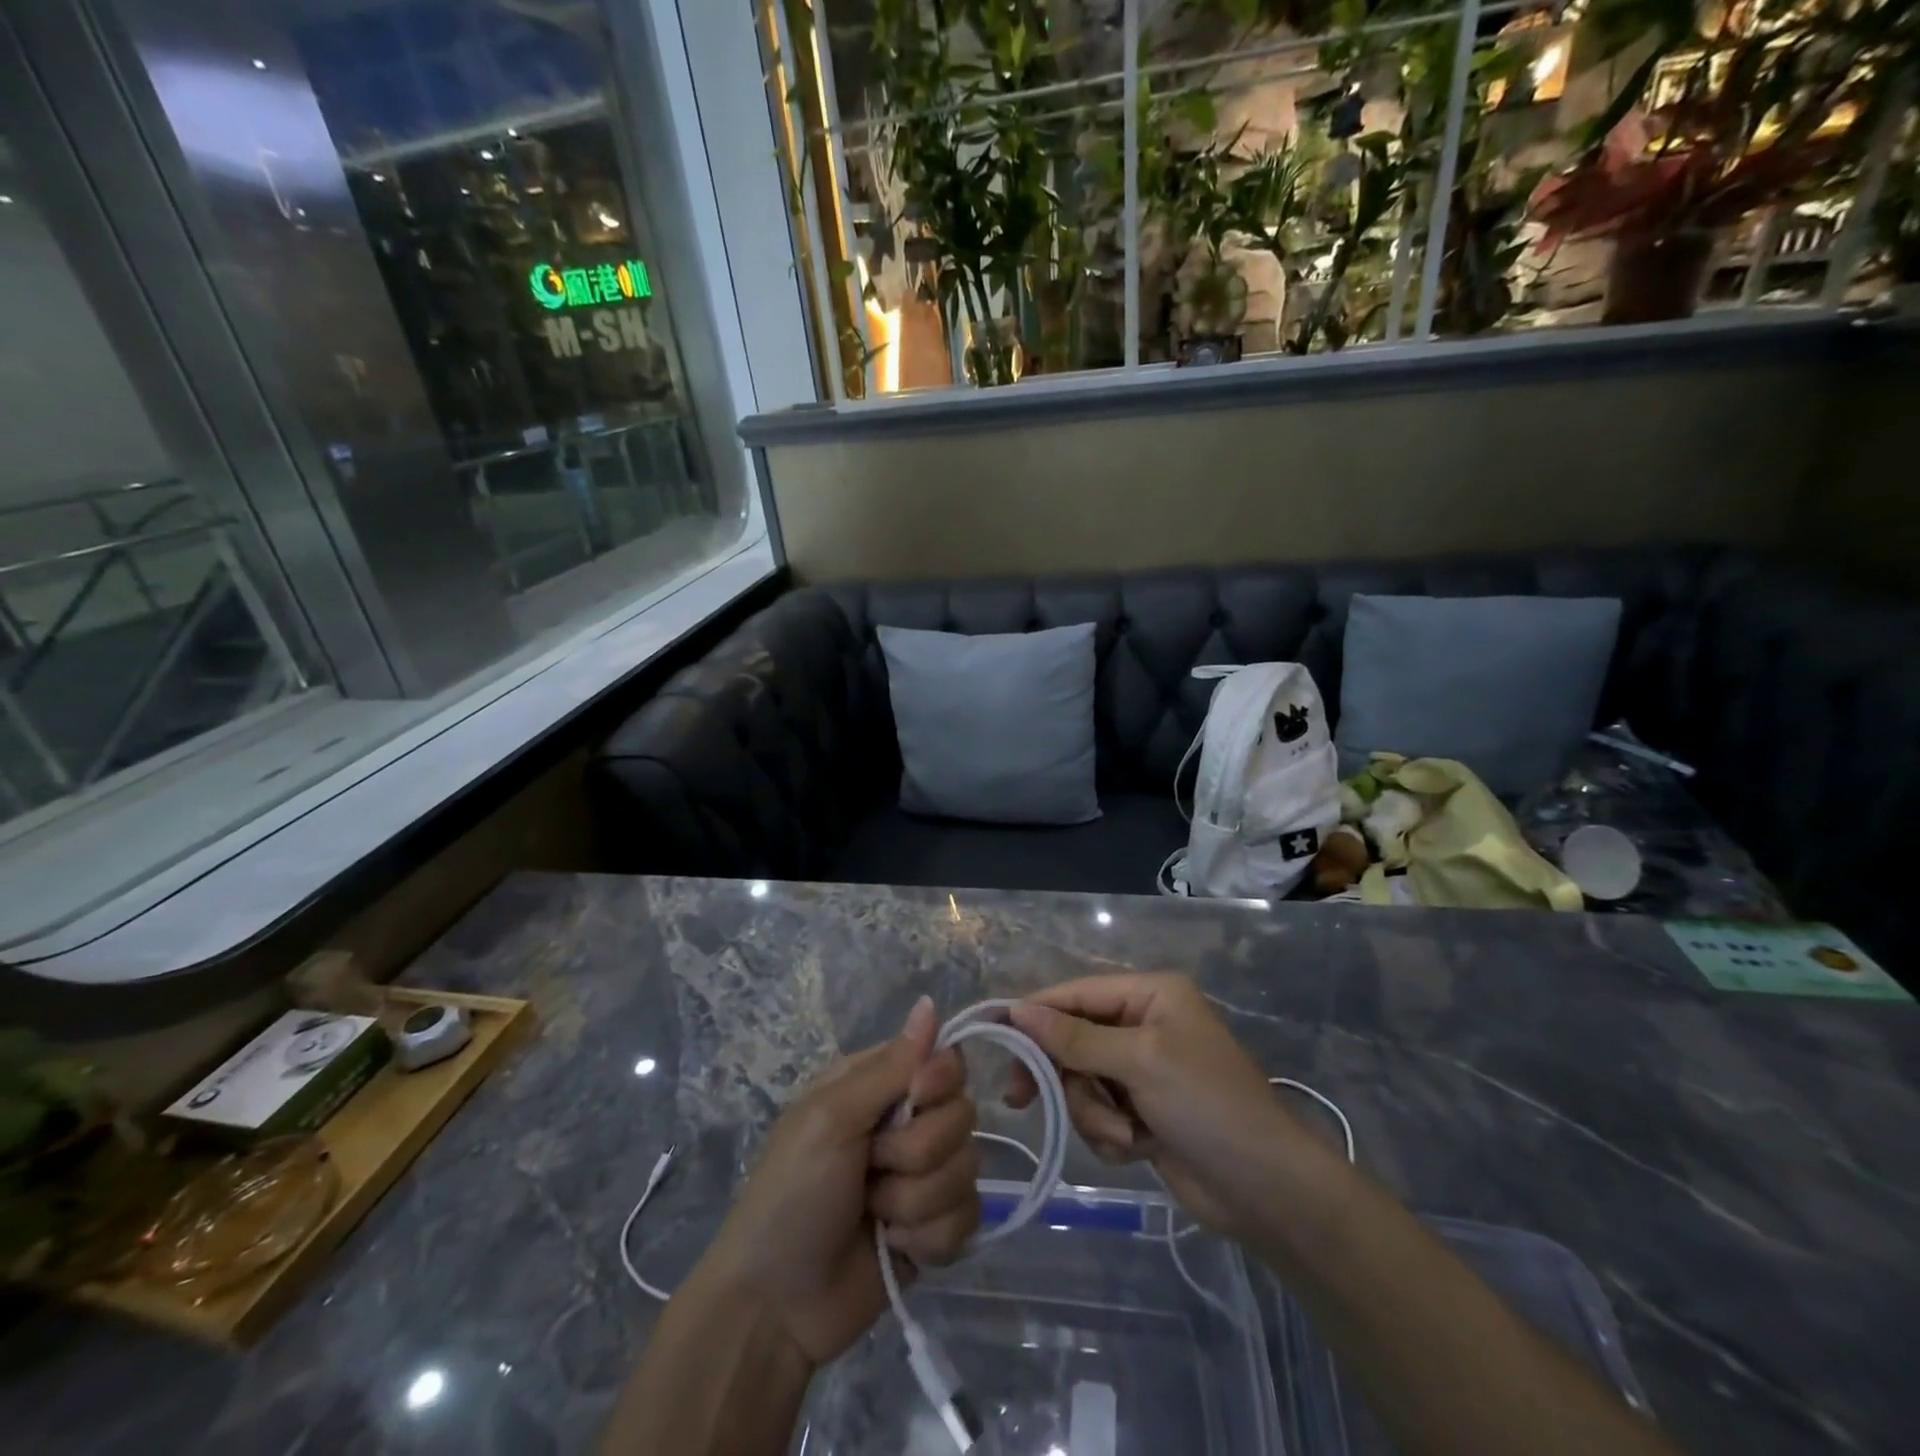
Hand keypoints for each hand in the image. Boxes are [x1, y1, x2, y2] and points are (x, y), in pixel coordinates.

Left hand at [702, 997, 980, 1367]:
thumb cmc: (792, 1193)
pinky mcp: (935, 1229)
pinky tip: (895, 1247)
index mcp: (879, 1086)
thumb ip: (889, 1066)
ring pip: (967, 1169)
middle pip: (962, 1115)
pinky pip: (967, 1219)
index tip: (917, 1099)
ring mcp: (923, 1178)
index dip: (941, 1080)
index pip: (944, 1059)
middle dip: (918, 1152)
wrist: (776, 1306)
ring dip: (917, 1201)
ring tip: (874, 1215)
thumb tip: (929, 1003)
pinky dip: (929, 1238)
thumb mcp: (831, 1118)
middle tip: (871, 1169)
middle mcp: (907, 1124)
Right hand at [1006, 974, 1306, 1238]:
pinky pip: (1100, 1114)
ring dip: (1095, 1114)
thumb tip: (1018, 1010)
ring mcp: (1144, 1071)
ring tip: (1127, 1135)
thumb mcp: (1139, 1062)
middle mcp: (1144, 1025)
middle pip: (1073, 1040)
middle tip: (1024, 1099)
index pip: (1076, 994)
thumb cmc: (1207, 1105)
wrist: (1266, 1190)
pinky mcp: (1144, 1112)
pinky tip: (1140, 1149)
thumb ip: (1075, 1037)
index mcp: (1150, 995)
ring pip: (1082, 1083)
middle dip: (1068, 1077)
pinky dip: (1111, 1134)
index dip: (1034, 1011)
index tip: (993, 1032)